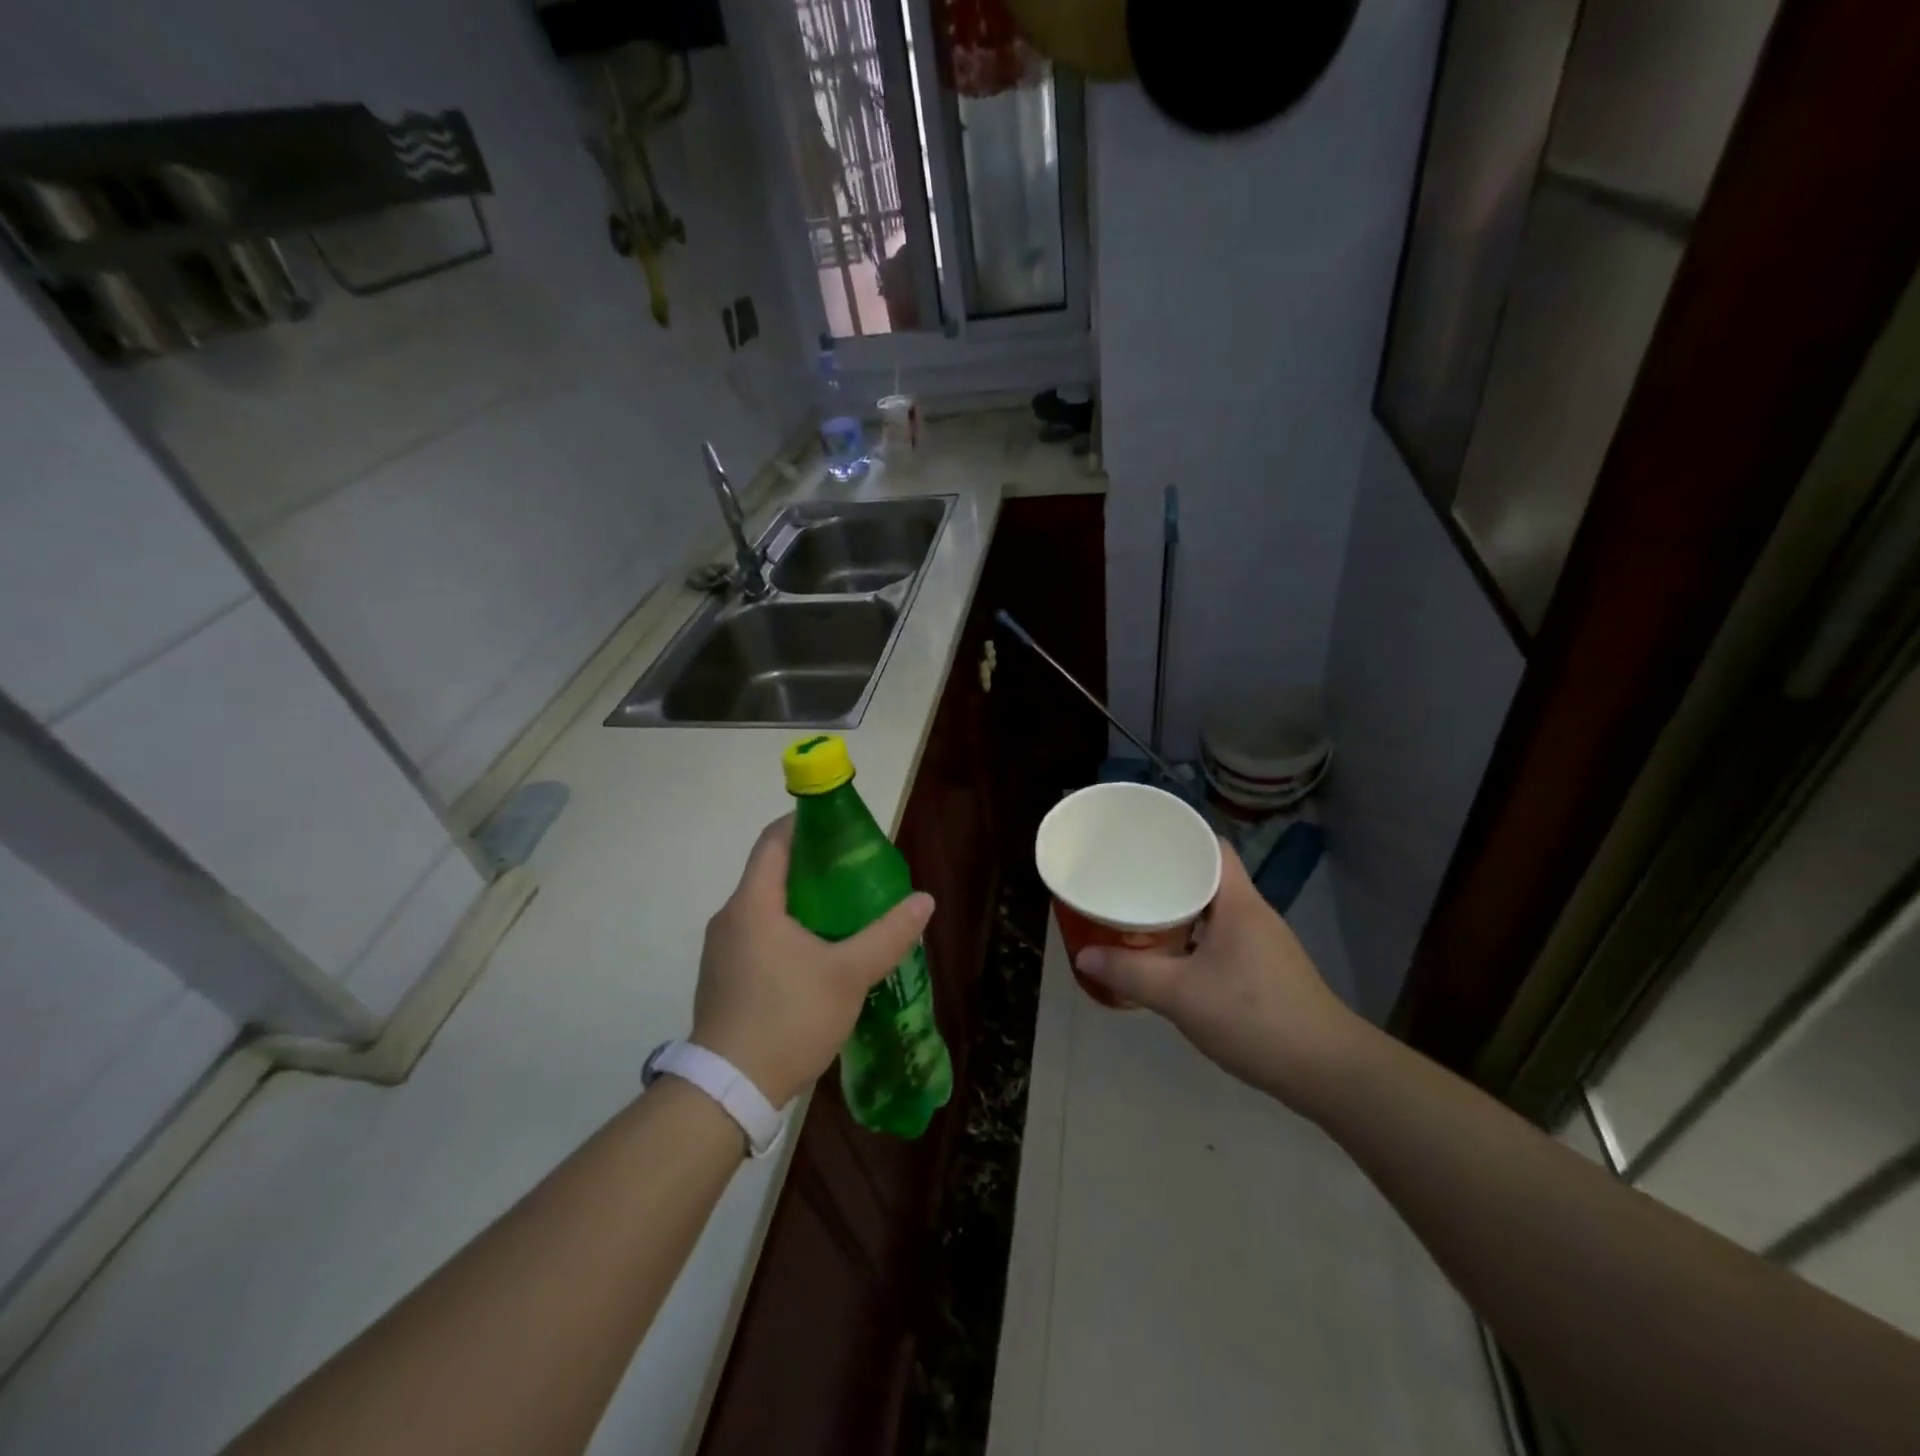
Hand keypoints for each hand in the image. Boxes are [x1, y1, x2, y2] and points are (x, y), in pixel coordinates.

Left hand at [694, 816, 933, 1107]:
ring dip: (803, 902)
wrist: (728, 1092)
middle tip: (857, 873)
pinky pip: (759, 935)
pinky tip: (820, 953)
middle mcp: (730, 917)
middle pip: (772, 872)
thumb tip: (923, 900)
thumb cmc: (788, 1019)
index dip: (806, 823)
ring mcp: (722, 950)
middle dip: (815, 866)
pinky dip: (789, 929)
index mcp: (753, 904)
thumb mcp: (849, 975)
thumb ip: (888, 935)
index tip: (842, 828)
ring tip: (847, 912)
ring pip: (766, 907)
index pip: (774, 840)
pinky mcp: (724, 977)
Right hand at [1074, 844, 1360, 1113]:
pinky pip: (1221, 937)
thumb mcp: (1181, 995)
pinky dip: (1193, 937)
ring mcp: (1263, 944)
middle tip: (1127, 877)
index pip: (1213, 846)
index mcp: (1238, 902)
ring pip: (1214, 910)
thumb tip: (1083, 955)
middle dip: (1168, 874)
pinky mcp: (1266, 971)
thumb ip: (1130, 973)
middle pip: (1209, 876)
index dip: (1180, 836)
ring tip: (1139, 911)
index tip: (1142, 840)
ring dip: (1180, 908)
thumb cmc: (1254, 1017)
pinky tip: (1170, 957)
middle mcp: (1253, 913)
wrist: (1327, 1071)